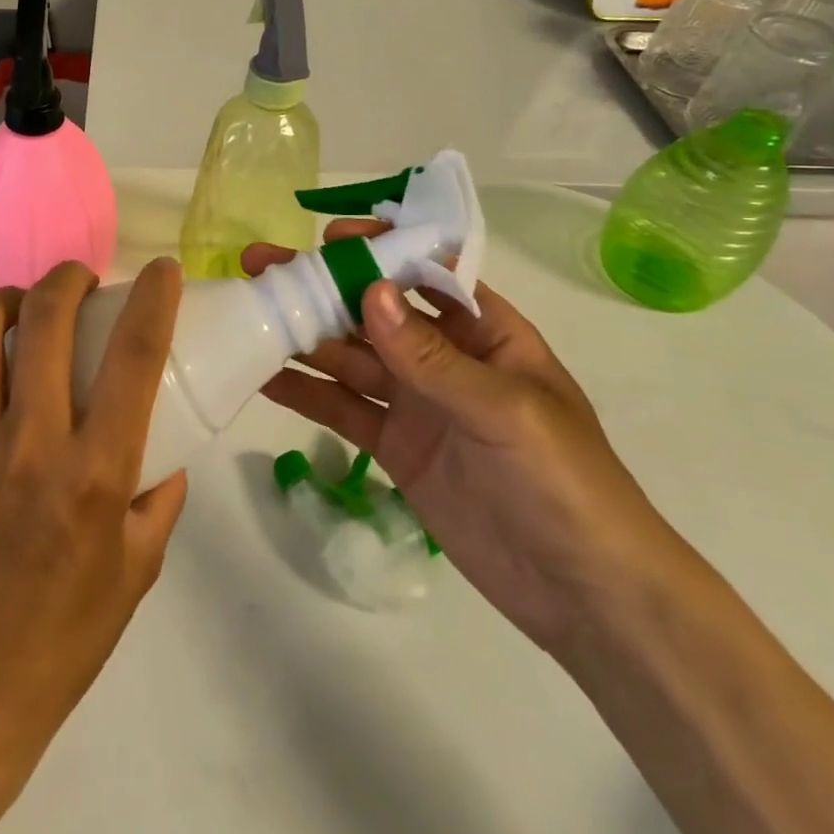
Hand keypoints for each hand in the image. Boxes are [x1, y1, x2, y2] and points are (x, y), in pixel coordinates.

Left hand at [0, 258, 189, 778]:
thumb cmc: (64, 635)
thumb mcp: (139, 569)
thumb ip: (160, 501)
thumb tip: (165, 452)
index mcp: (95, 471)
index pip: (134, 356)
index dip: (154, 298)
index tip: (161, 270)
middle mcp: (29, 444)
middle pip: (46, 320)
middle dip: (68, 279)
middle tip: (80, 283)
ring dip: (3, 303)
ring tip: (20, 309)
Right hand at [244, 224, 681, 651]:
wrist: (585, 596)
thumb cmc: (565, 483)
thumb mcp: (504, 411)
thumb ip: (431, 357)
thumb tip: (369, 292)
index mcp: (485, 332)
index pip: (426, 272)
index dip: (378, 249)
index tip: (327, 238)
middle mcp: (444, 358)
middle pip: (373, 312)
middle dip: (321, 287)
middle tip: (260, 266)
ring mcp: (416, 403)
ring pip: (349, 357)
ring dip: (303, 335)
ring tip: (249, 314)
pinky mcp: (395, 447)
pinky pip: (343, 409)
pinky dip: (306, 392)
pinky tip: (265, 376)